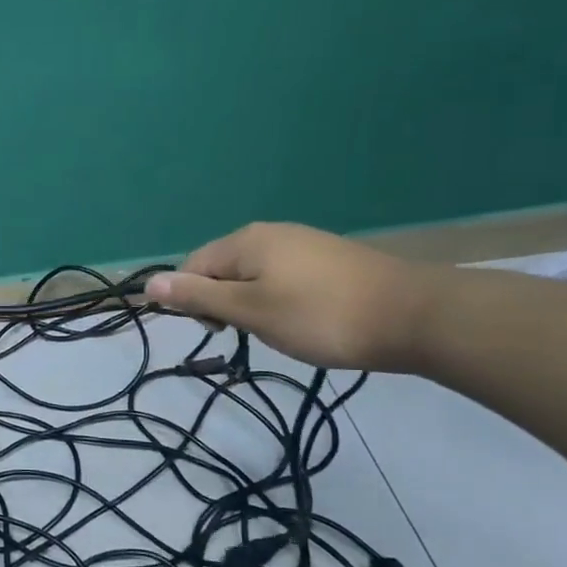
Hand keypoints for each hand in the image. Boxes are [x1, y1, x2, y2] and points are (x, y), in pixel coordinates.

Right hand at [144, 223, 448, 371]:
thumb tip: (148, 284)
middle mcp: (271, 233)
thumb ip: (198, 298)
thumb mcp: (250, 311)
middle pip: (222, 269)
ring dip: (254, 304)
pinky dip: (282, 300)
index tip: (223, 332)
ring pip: (255, 275)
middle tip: (252, 334)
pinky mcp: (331, 259)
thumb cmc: (321, 316)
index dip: (195, 301)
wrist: (418, 316)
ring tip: (282, 331)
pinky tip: (307, 320)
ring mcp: (304, 243)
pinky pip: (285, 277)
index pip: (193, 267)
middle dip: (225, 303)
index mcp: (245, 241)